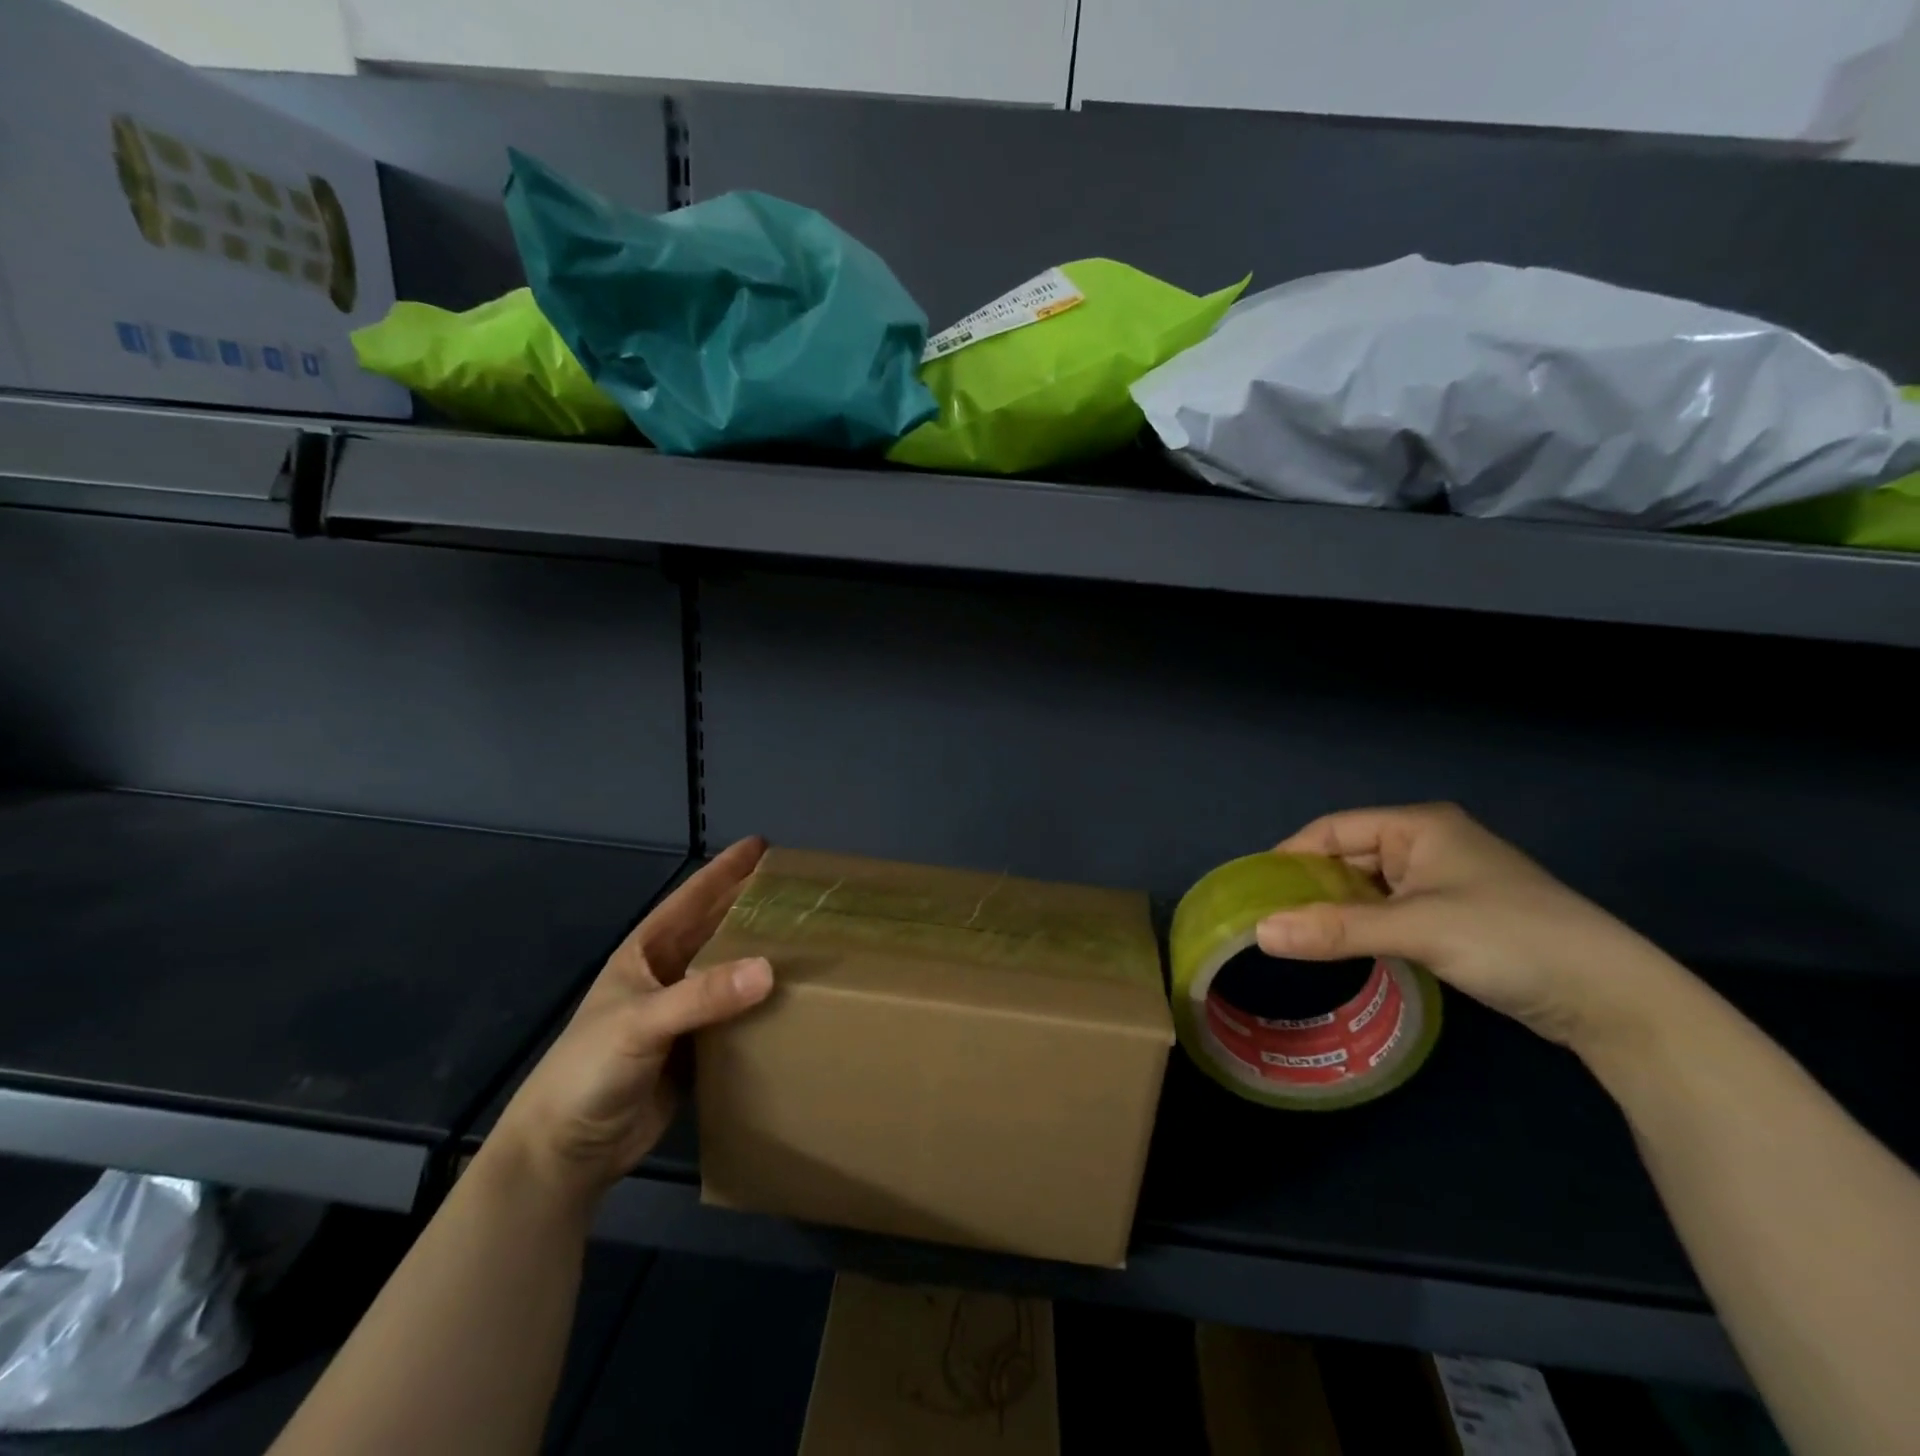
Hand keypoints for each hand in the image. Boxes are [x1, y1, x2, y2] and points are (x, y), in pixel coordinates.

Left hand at [486, 837, 772, 1210]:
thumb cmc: (589, 1070)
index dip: (724, 871)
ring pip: (731, 972)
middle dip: (751, 907)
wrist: (567, 1150)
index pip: (691, 900)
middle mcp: (668, 976)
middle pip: (717, 930)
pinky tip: (795, 996)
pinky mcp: (698, 1050)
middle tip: (798, 890)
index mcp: (645, 954)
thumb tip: (770, 970)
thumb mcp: (641, 1023)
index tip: (761, 846)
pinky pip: (738, 1016)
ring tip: (808, 936)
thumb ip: (702, 996)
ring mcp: (684, 1014)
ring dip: (763, 954)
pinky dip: (763, 1004)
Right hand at [1256, 804, 1683, 1053]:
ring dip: (1335, 908)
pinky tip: (1341, 946)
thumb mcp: (1416, 929)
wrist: (1612, 997)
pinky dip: (1362, 925)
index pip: (1334, 829)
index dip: (1291, 854)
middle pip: (1348, 856)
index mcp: (1419, 826)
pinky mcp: (1454, 916)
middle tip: (1267, 916)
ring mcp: (1442, 881)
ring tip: (1294, 933)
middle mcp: (1427, 844)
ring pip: (1368, 887)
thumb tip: (1259, 932)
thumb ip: (1335, 929)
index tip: (1254, 887)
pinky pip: (1389, 911)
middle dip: (1310, 885)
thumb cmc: (1510, 938)